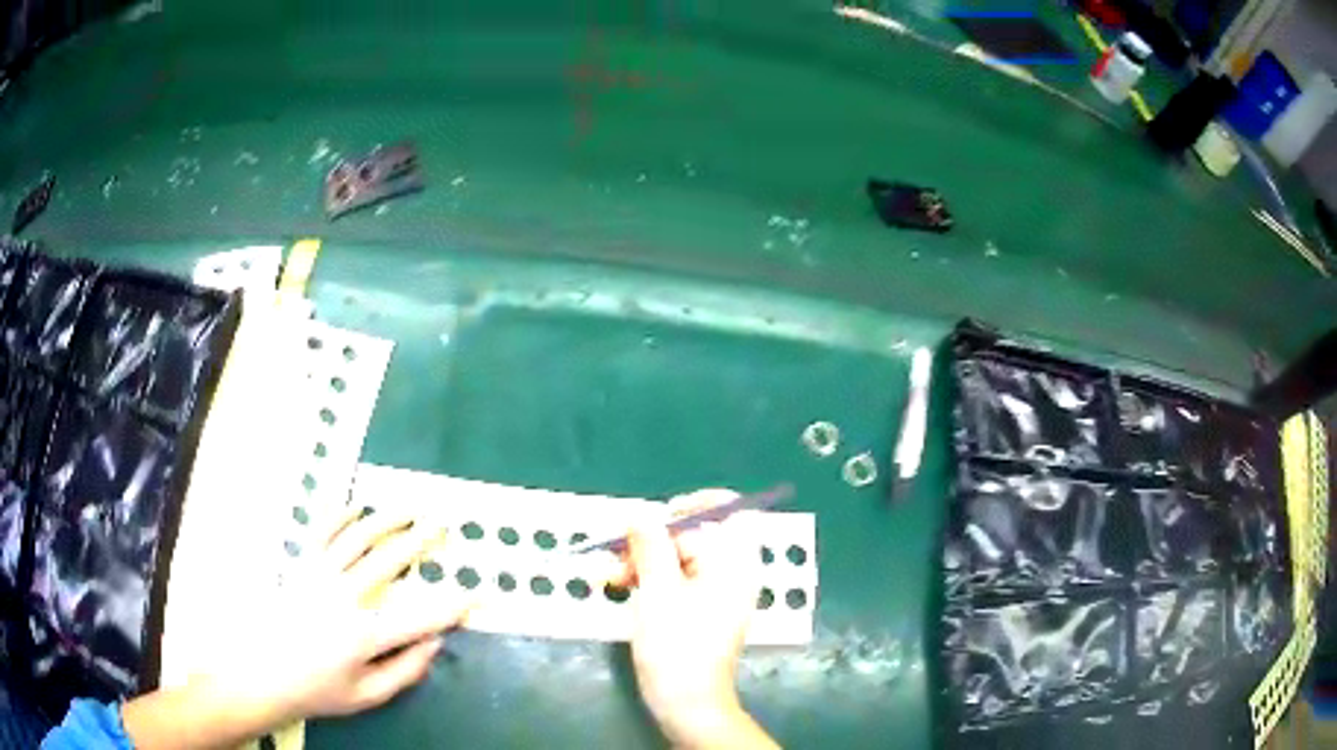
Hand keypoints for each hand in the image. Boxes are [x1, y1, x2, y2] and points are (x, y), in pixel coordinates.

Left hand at [125, 506, 471, 748]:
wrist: (262, 672)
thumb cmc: (318, 690)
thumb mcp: (367, 695)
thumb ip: (405, 670)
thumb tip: (434, 644)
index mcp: (367, 633)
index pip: (420, 616)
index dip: (451, 606)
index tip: (474, 597)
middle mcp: (348, 596)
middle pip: (390, 561)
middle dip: (421, 543)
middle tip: (442, 529)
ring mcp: (321, 575)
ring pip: (359, 538)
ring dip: (387, 520)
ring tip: (408, 508)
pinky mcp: (301, 566)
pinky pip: (324, 533)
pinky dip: (342, 516)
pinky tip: (356, 507)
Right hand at [616, 490, 777, 748]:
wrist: (688, 702)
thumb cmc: (676, 645)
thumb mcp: (658, 590)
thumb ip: (650, 545)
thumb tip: (641, 514)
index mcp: (734, 561)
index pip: (723, 509)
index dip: (688, 505)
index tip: (653, 519)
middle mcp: (733, 571)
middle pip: (697, 533)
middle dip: (653, 539)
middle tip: (618, 553)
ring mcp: (719, 592)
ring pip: (681, 557)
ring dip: (645, 560)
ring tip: (610, 575)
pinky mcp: (703, 610)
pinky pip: (679, 579)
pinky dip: (652, 578)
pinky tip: (621, 587)